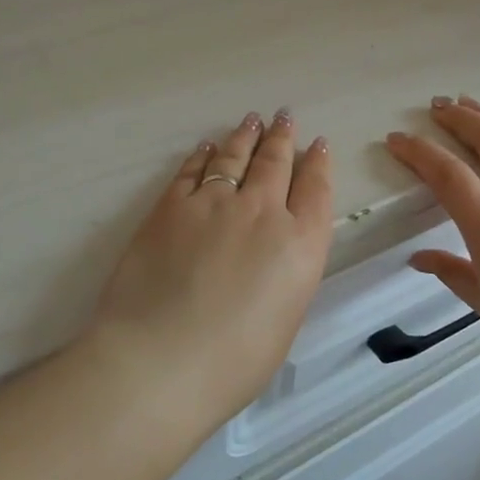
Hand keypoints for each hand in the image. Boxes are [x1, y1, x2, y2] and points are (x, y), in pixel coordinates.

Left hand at [90, 109, 333, 416]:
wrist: (161, 362)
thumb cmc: (234, 362)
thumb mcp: (285, 318)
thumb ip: (287, 275)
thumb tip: (276, 253)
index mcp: (301, 245)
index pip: (316, 190)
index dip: (318, 163)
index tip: (318, 145)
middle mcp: (263, 212)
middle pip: (277, 163)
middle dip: (283, 138)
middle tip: (285, 117)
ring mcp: (215, 204)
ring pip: (236, 157)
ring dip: (246, 136)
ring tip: (252, 121)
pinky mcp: (171, 207)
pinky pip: (192, 170)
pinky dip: (203, 155)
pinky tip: (207, 147)